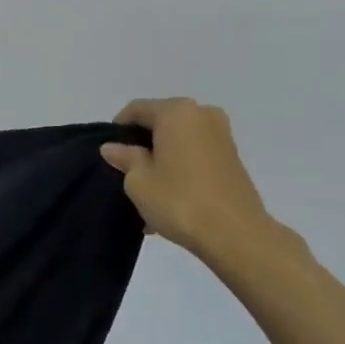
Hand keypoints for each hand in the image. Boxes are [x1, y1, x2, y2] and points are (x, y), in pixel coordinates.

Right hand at [100, 98, 271, 259]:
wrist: (235, 234)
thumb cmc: (180, 200)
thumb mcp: (139, 181)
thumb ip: (125, 158)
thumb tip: (113, 147)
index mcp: (177, 112)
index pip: (137, 109)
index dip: (118, 128)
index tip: (109, 152)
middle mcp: (202, 114)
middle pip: (161, 123)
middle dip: (142, 146)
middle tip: (126, 173)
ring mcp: (222, 136)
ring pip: (179, 142)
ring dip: (161, 160)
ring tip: (148, 192)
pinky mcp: (232, 158)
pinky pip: (196, 155)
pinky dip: (180, 169)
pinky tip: (169, 198)